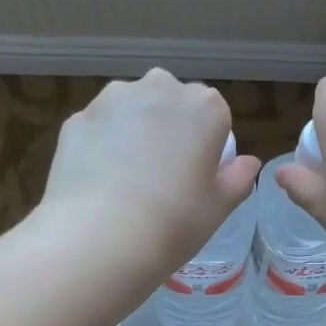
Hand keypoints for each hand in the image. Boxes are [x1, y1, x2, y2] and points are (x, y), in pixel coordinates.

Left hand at [35, 69, 260, 286]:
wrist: (101, 237)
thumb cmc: (175, 222)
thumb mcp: (220, 207)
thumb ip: (238, 178)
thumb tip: (247, 163)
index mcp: (204, 107)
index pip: (215, 113)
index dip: (207, 143)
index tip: (198, 174)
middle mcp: (159, 88)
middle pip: (171, 100)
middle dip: (170, 126)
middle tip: (163, 174)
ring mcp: (113, 99)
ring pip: (131, 108)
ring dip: (134, 130)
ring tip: (127, 178)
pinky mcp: (77, 118)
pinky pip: (100, 128)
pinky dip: (102, 145)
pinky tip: (100, 182)